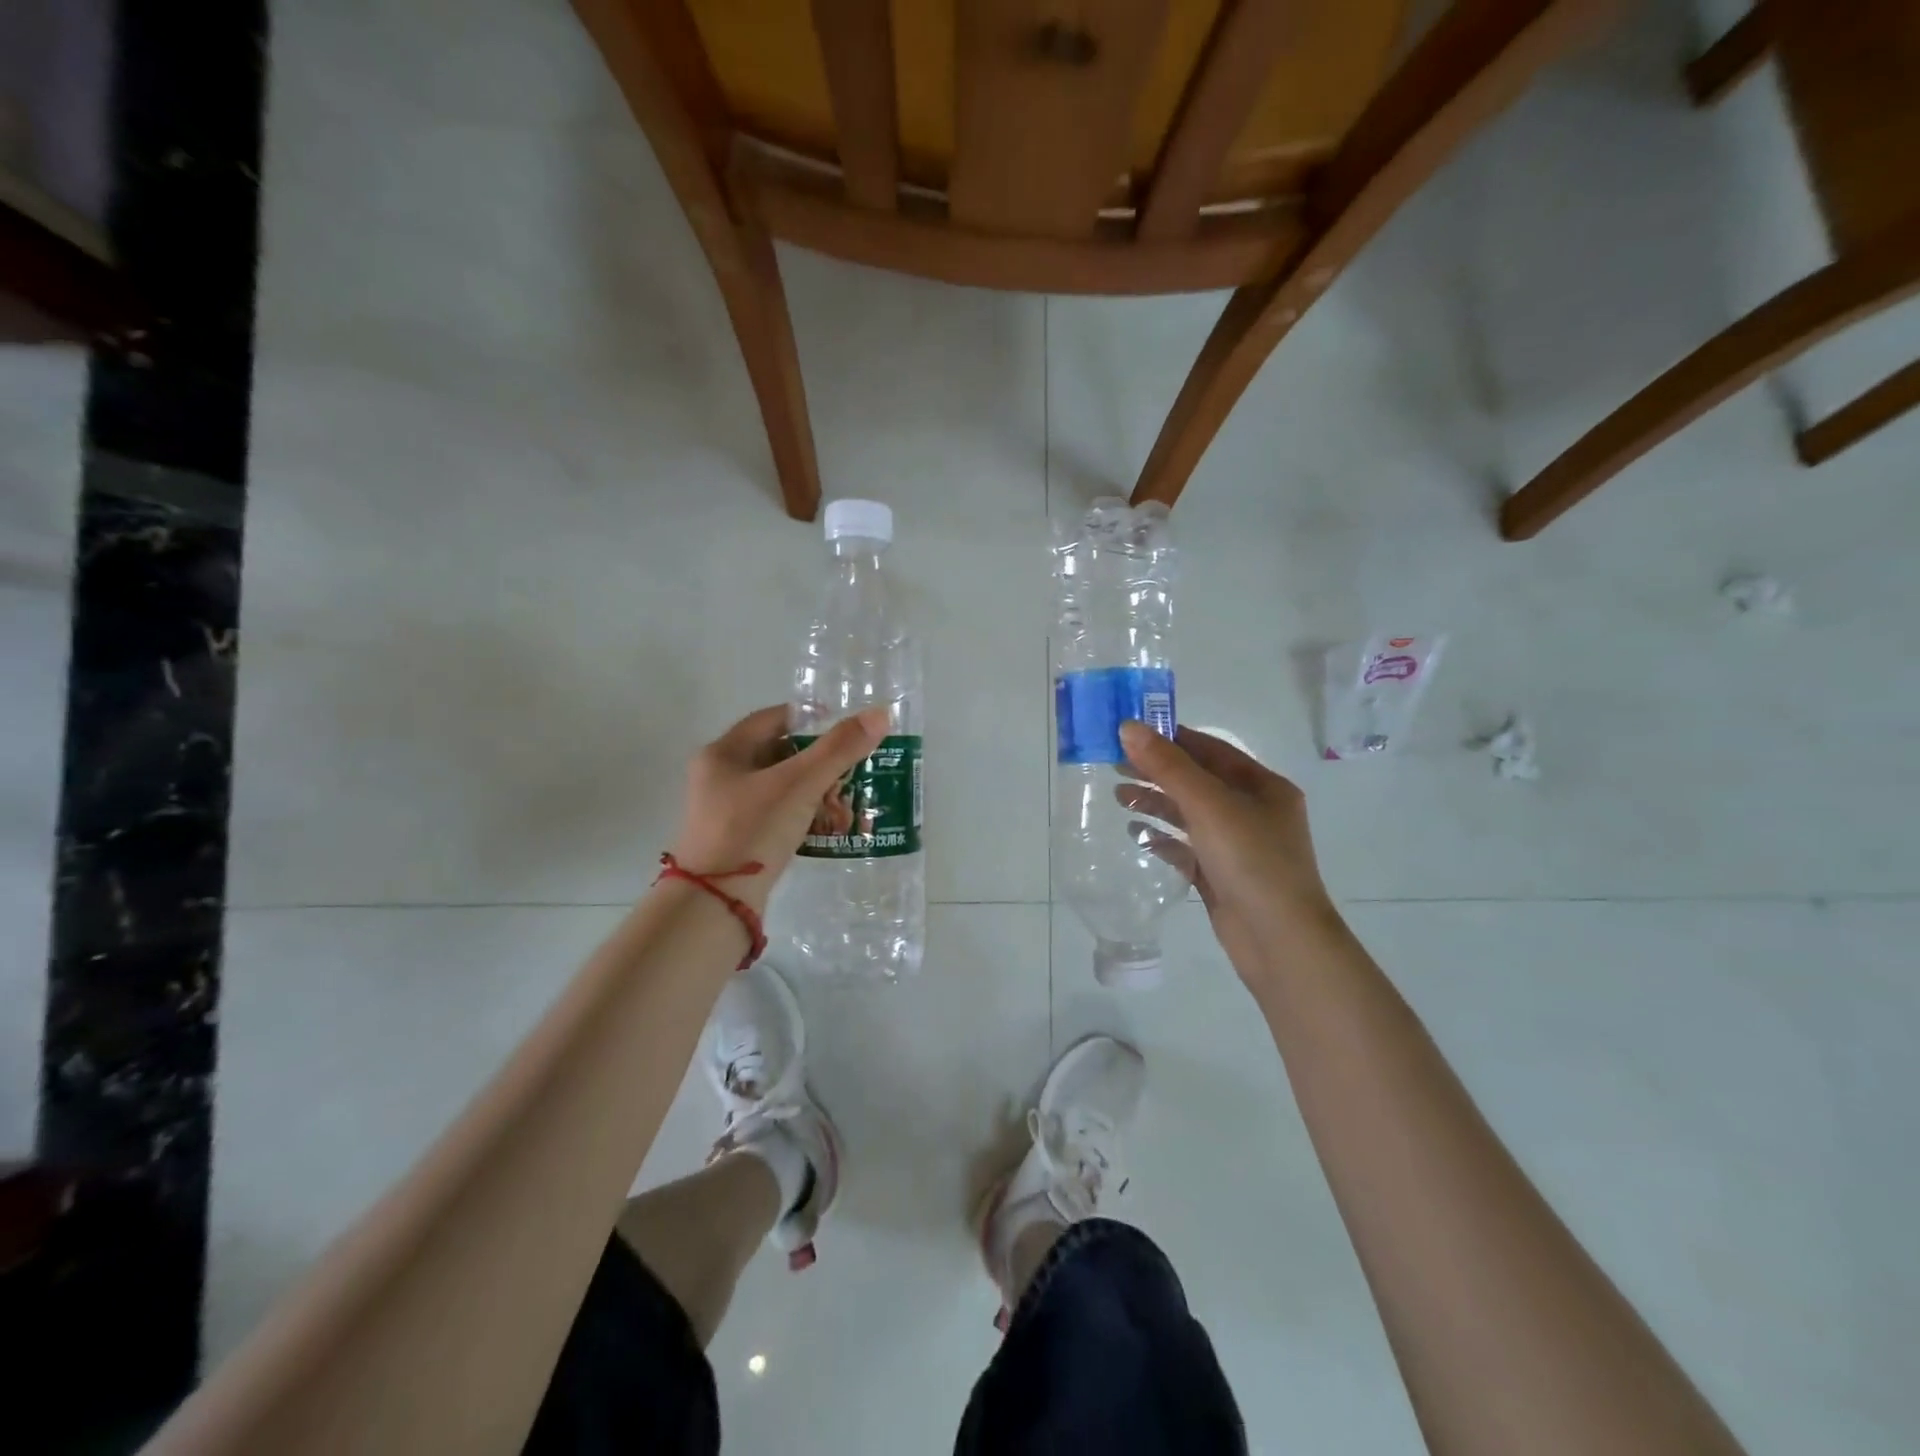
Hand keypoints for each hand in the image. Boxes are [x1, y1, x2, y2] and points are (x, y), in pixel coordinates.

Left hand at [668, 705, 889, 909]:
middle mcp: (719, 778)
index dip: (809, 718)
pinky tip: (828, 826)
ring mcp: (726, 812)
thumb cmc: (752, 831)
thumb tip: (879, 714)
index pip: (772, 719)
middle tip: (852, 766)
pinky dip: (803, 815)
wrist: (715, 903)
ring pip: (779, 787)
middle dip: (818, 760)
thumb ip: (839, 749)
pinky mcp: (737, 841)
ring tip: (847, 798)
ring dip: (814, 790)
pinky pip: (776, 816)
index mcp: (723, 753)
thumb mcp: (799, 784)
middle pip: (778, 754)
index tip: (844, 727)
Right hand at [1116, 722, 1341, 981]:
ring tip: (1119, 796)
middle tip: (1114, 764)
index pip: (1211, 750)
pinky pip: (1186, 847)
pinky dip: (1161, 837)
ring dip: (1156, 802)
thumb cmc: (1251, 861)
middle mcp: (1253, 811)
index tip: (1130, 733)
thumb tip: (1128, 727)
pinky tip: (1135, 833)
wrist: (1279, 941)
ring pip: (1190, 814)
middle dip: (1157, 771)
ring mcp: (1238, 845)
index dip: (1171, 738)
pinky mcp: (1221, 875)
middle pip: (1198, 780)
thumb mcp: (1208, 805)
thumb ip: (1168, 766)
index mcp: (1263, 786)